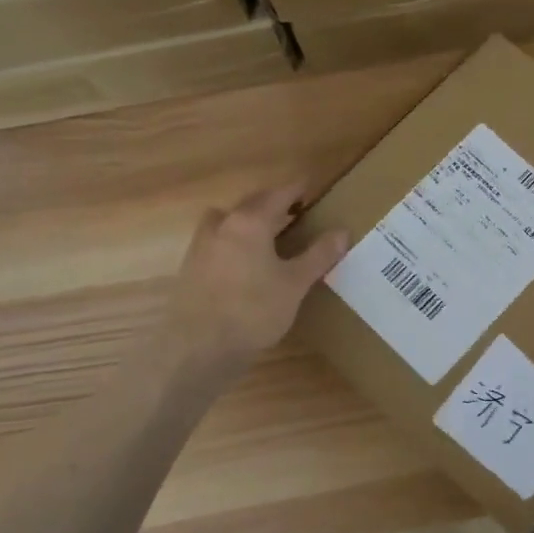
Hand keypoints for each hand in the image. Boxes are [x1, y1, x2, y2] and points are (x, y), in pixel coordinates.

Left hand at [170, 183, 348, 373]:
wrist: (199, 347)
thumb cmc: (254, 310)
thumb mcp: (295, 283)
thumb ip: (318, 255)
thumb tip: (342, 231)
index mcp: (250, 222)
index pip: (278, 194)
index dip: (296, 189)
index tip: (310, 185)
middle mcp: (222, 225)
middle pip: (251, 204)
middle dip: (273, 203)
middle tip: (295, 210)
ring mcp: (201, 246)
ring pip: (229, 220)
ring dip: (248, 219)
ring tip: (267, 234)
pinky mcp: (191, 268)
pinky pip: (218, 241)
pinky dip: (234, 240)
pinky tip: (245, 261)